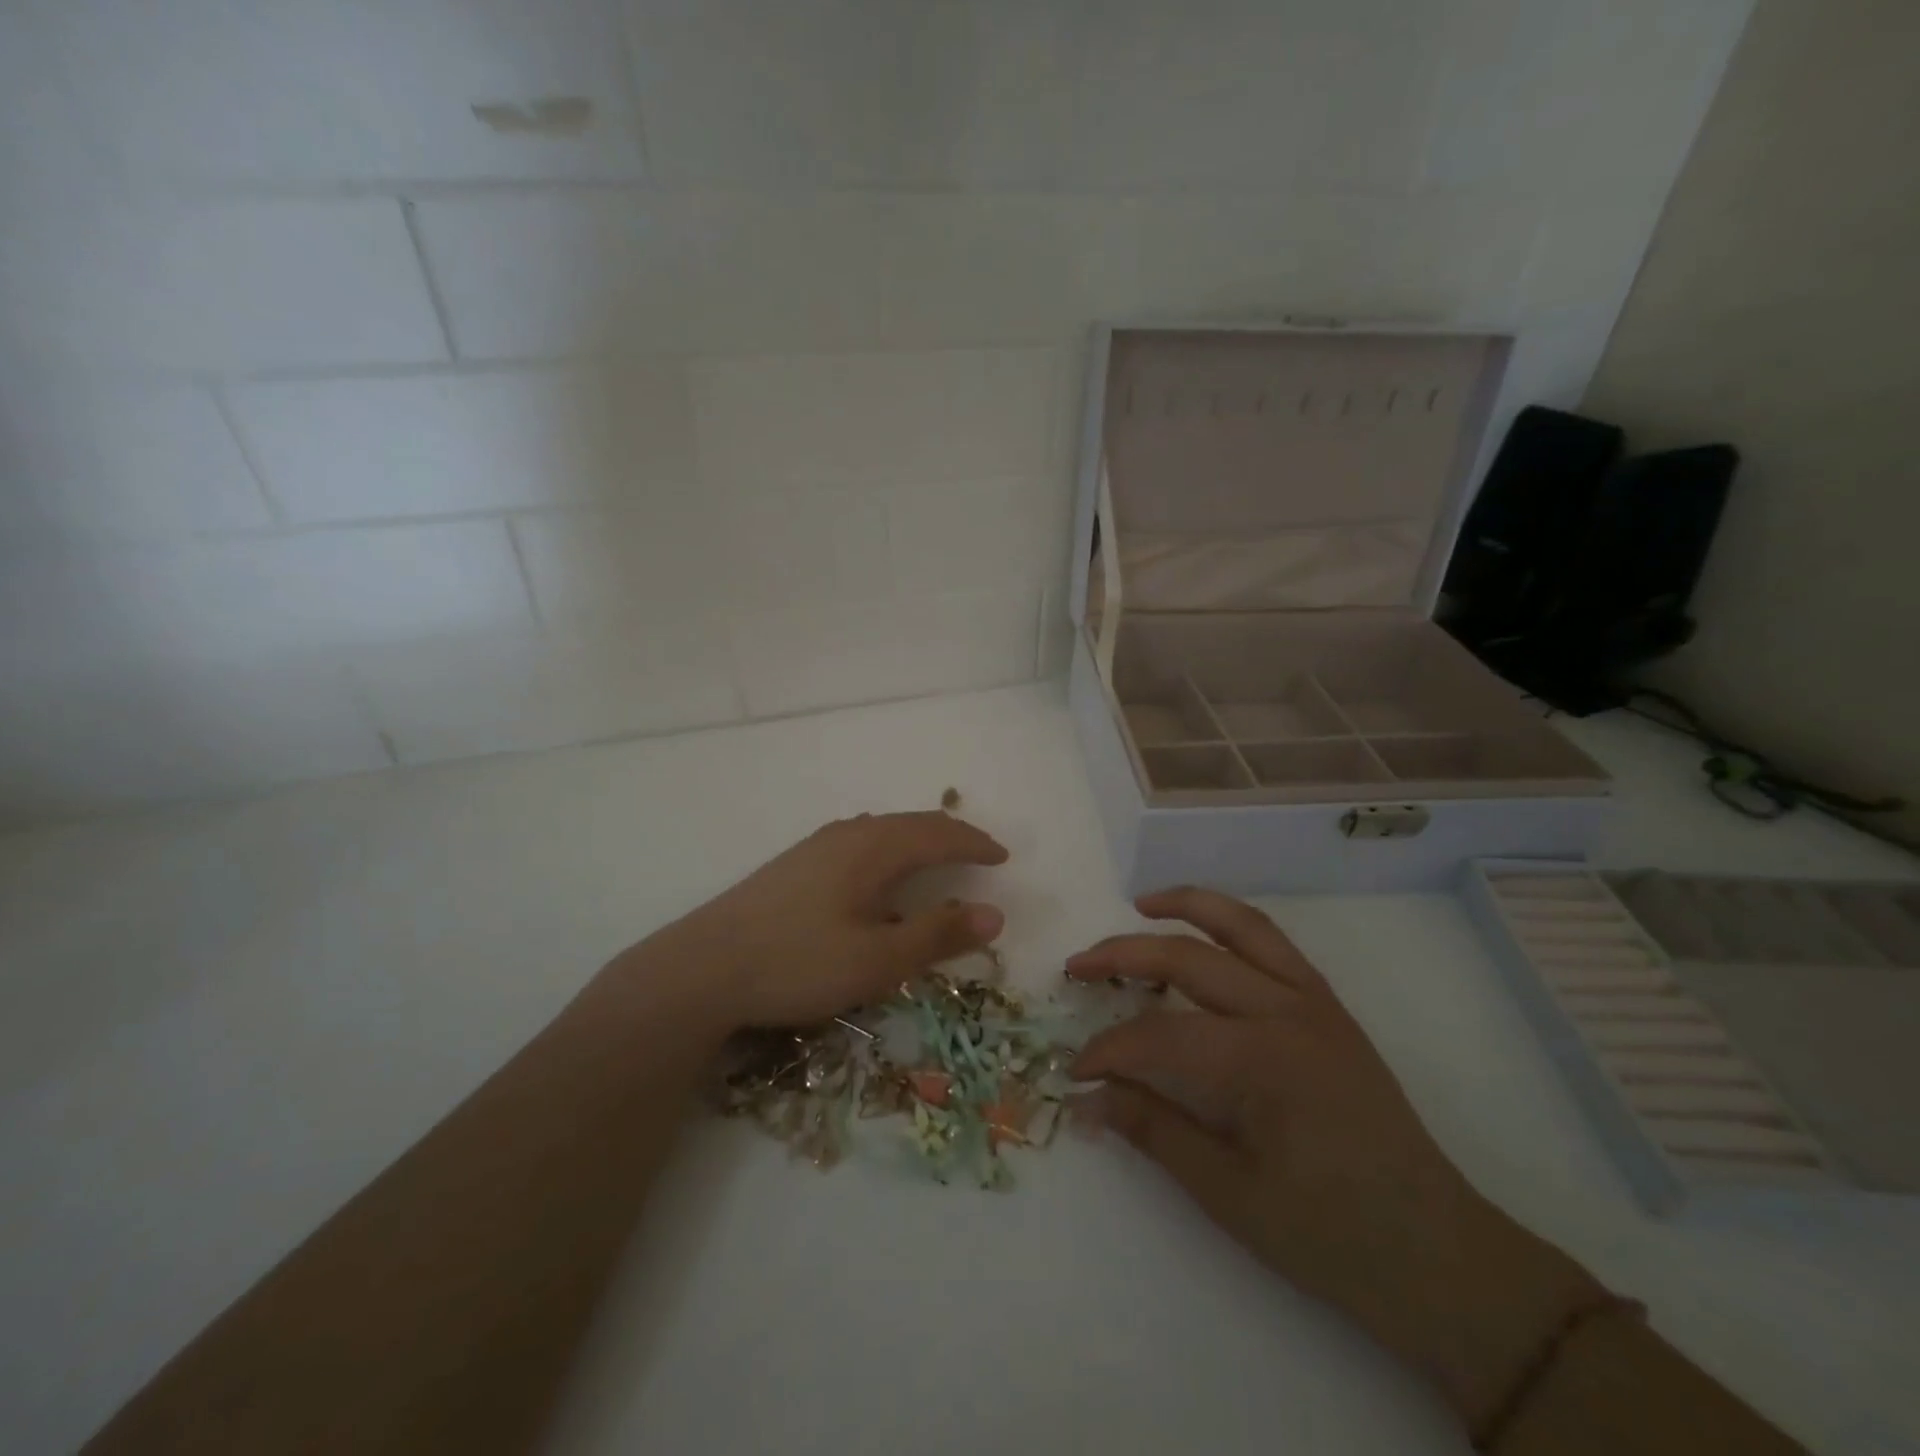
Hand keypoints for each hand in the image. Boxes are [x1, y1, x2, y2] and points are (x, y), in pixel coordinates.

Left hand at [625, 811, 1008, 1030]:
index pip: (939, 833)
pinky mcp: (795, 864)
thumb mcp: (878, 960)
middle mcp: (848, 834)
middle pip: (912, 823)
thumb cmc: (798, 962)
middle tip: (979, 853)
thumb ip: (937, 935)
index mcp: (874, 848)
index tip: (1003, 857)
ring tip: (937, 858)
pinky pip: (859, 841)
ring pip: (882, 830)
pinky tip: (877, 875)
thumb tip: (994, 915)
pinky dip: (889, 850)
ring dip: (918, 840)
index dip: (975, 843)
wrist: (702, 968)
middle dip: (951, 835)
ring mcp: (816, 846)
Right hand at [1066, 887, 1603, 1435]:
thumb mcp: (1229, 1194)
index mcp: (1263, 1061)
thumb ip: (1153, 1129)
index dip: (1107, 1050)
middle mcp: (1288, 1011)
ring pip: (1241, 925)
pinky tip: (1204, 935)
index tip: (1074, 1071)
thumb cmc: (1331, 1234)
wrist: (1438, 1254)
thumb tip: (1085, 1098)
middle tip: (1076, 967)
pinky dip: (1230, 925)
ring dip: (1186, 907)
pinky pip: (1273, 944)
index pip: (1159, 1034)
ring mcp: (1314, 1001)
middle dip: (1123, 955)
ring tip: (1140, 903)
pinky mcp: (1329, 1007)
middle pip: (1189, 958)